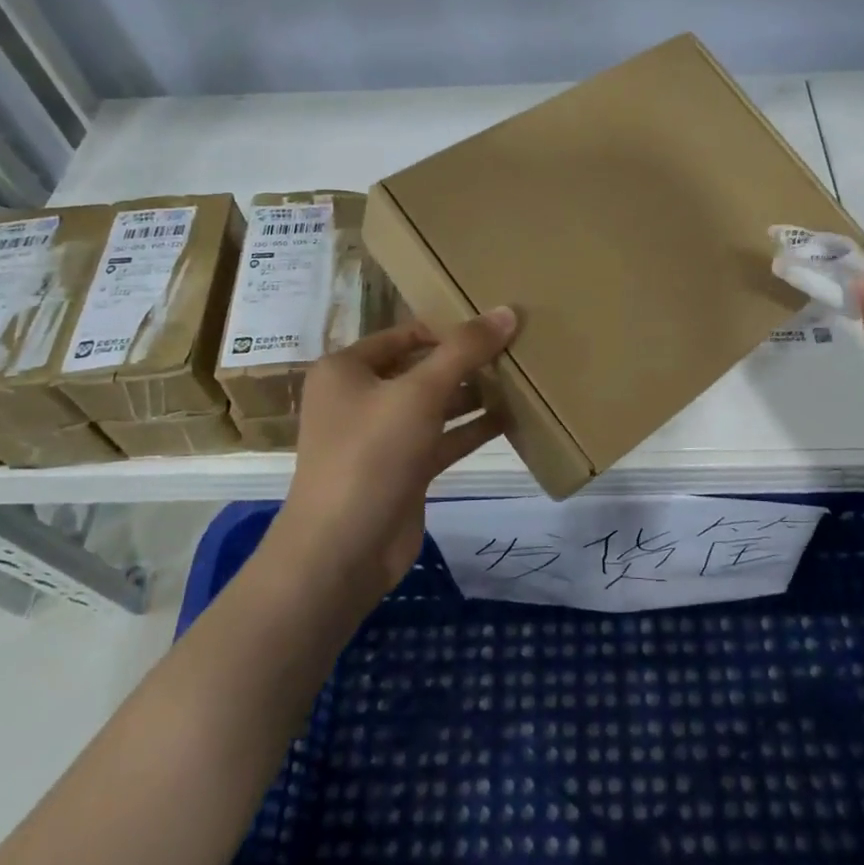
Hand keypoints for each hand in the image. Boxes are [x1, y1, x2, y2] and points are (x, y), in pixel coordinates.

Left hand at [271, 307, 517, 606]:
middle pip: (422, 367)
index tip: (496, 326)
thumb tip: (507, 311)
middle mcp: (361, 397)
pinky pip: (442, 438)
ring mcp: (382, 437)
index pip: (406, 333)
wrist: (341, 552)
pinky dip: (472, 429)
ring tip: (522, 379)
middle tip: (517, 350)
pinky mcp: (403, 470)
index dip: (449, 328)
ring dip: (474, 394)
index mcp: (347, 369)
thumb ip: (465, 351)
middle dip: (466, 361)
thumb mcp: (419, 393)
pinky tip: (512, 418)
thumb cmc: (370, 455)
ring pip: (435, 404)